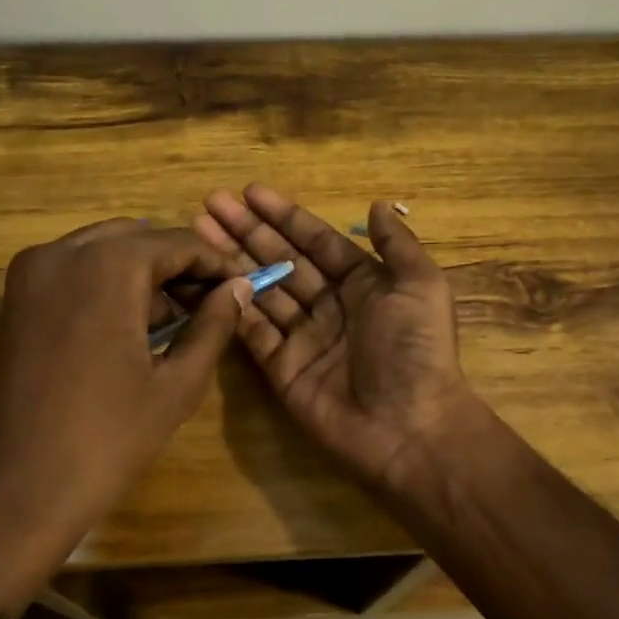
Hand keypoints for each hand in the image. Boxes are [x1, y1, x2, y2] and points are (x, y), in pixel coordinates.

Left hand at [0, 219, 252, 611]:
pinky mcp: (15, 300)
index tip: (244, 286)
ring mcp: (30, 274)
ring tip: (180, 319)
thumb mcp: (175, 385)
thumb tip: (239, 288)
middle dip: (179, 264)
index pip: (178, 242)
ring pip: (104, 250)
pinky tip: (134, 326)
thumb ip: (213, 326)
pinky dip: (109, 284)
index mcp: (106, 265)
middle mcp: (62, 252)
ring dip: (144, 273)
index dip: (216, 263)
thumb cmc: (103, 441)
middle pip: (138, 237)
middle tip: (213, 303)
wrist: (8, 495)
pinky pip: (74, 271)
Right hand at [195, 184, 480, 495]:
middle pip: (281, 259)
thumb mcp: (421, 286)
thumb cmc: (416, 350)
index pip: (315, 240)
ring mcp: (302, 337)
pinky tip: (205, 280)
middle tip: (210, 203)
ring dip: (231, 261)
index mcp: (362, 283)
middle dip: (247, 231)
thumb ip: (397, 245)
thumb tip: (376, 204)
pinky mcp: (281, 368)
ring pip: (261, 290)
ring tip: (198, 232)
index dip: (283, 216)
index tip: (249, 191)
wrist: (408, 428)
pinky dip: (230, 307)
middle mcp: (329, 305)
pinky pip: (252, 331)